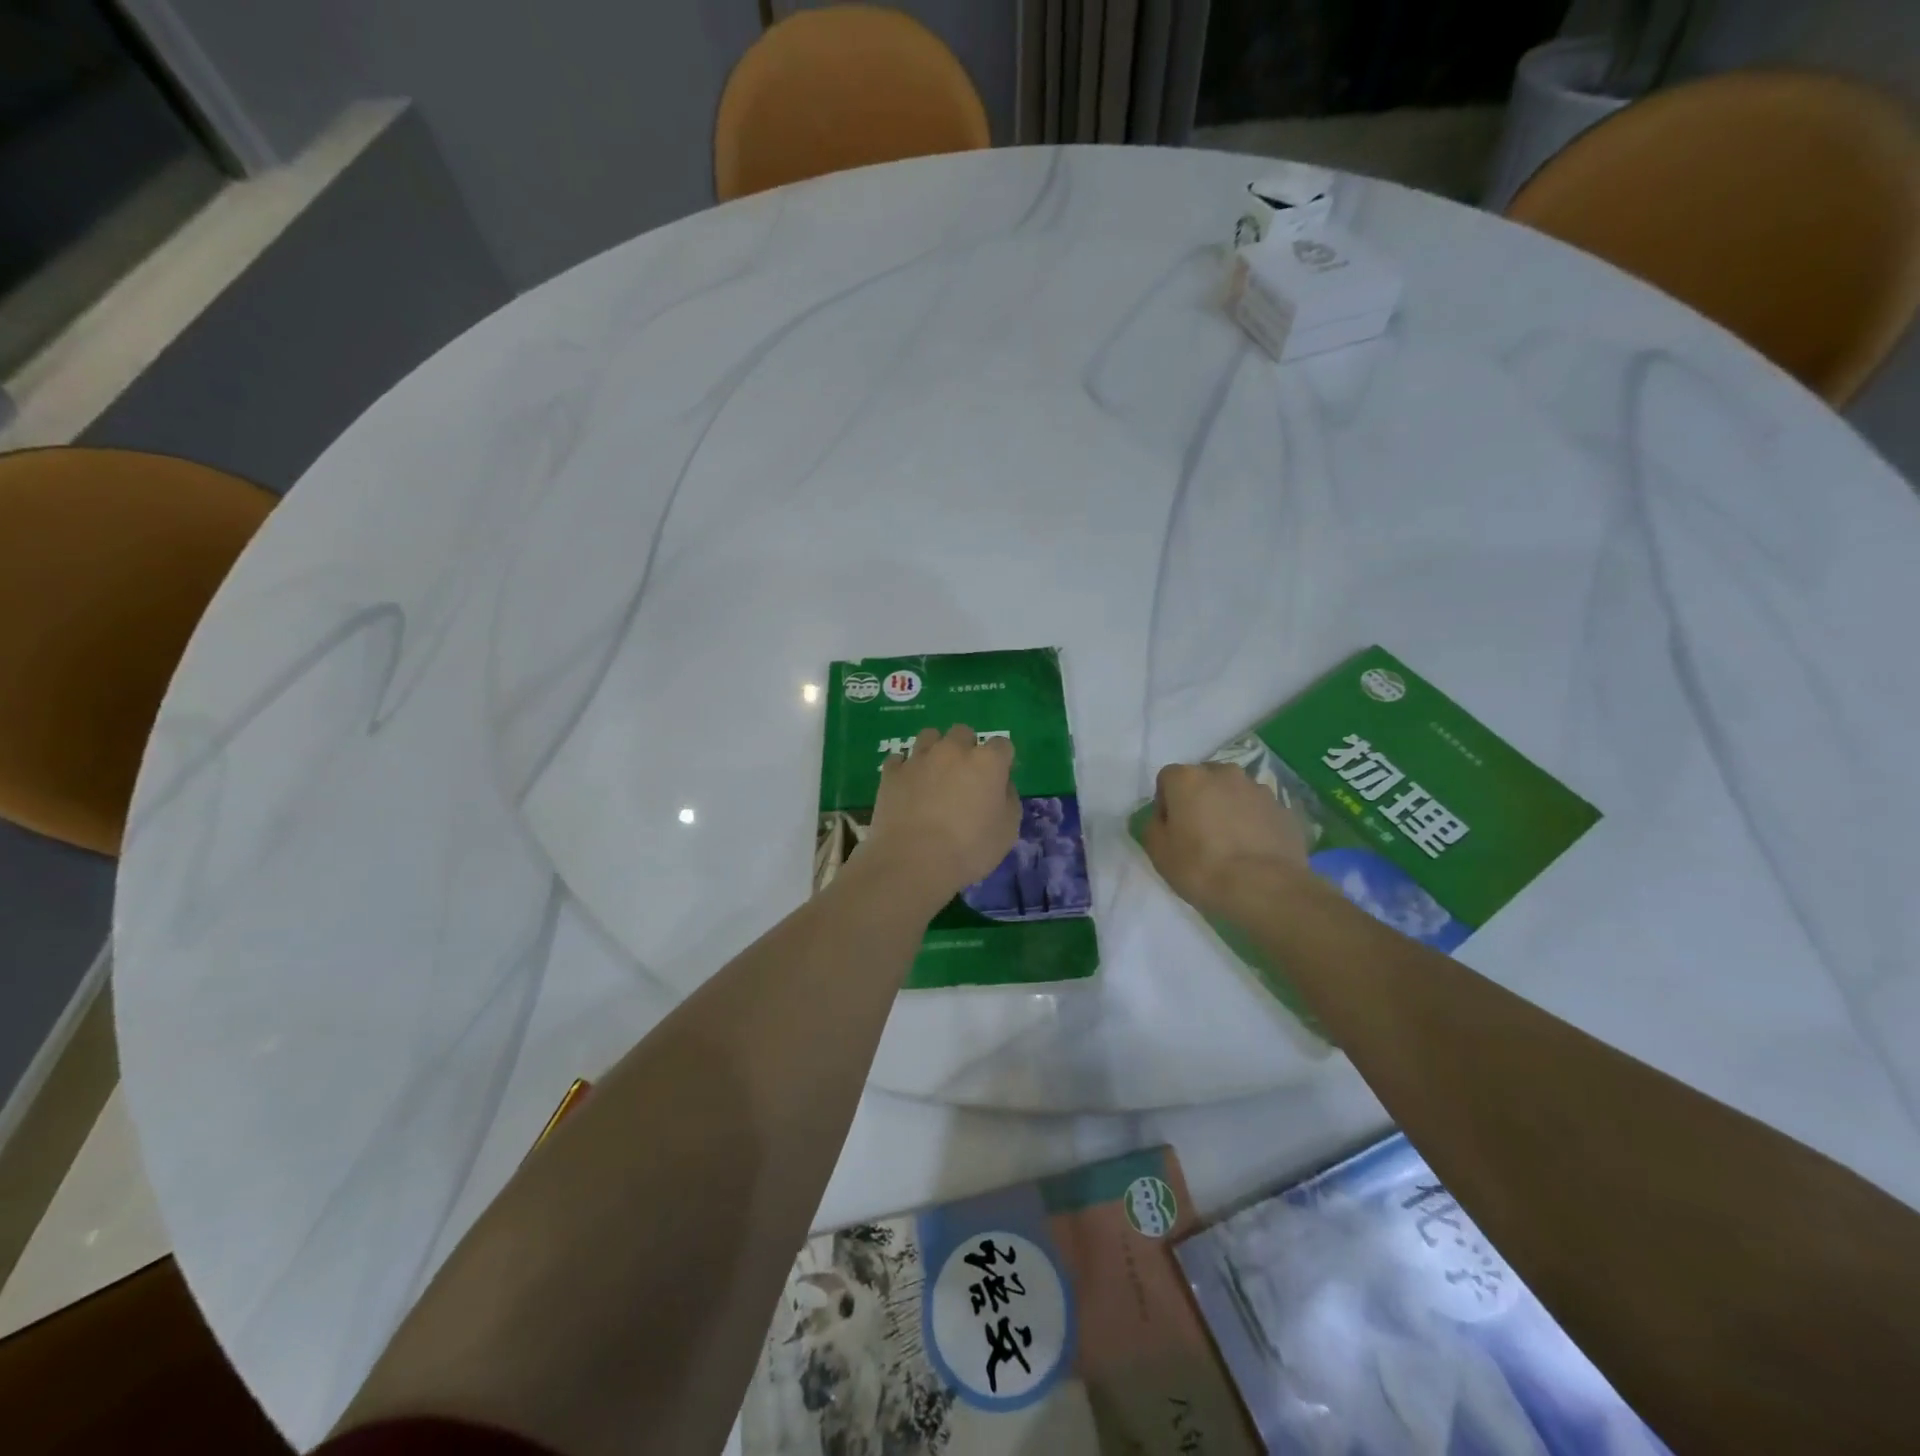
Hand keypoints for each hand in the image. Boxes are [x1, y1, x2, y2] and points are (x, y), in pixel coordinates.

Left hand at [865, 726, 1019, 902]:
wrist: (913, 861)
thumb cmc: (969, 850)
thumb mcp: (1007, 832)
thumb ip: (1008, 800)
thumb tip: (1001, 786)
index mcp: (987, 762)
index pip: (1002, 745)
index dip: (1002, 761)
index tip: (998, 780)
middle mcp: (953, 750)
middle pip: (963, 733)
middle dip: (966, 748)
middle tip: (964, 776)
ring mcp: (919, 758)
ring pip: (929, 736)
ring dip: (935, 749)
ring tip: (933, 774)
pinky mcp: (891, 772)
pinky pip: (899, 759)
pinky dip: (905, 768)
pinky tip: (907, 785)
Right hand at [1142, 762, 1311, 921]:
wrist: (1266, 889)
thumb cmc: (1202, 868)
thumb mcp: (1158, 853)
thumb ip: (1154, 827)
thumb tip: (1163, 819)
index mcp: (1188, 778)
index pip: (1167, 779)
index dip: (1166, 803)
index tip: (1171, 829)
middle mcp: (1224, 773)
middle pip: (1203, 780)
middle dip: (1199, 800)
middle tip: (1199, 834)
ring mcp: (1258, 789)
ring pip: (1234, 793)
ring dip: (1228, 809)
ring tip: (1231, 844)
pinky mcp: (1284, 808)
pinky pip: (1259, 811)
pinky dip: (1254, 823)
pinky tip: (1253, 850)